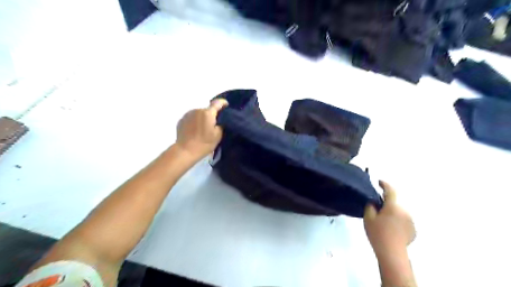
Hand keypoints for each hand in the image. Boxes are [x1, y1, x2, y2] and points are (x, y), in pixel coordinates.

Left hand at [178, 98, 228, 160]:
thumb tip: (221, 119)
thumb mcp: (218, 135)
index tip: (227, 106)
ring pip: (199, 113)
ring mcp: (188, 114)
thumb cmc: (204, 143)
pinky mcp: (181, 120)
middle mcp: (197, 110)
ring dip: (203, 118)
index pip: (218, 103)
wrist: (185, 151)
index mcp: (208, 113)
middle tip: (214, 125)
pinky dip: (195, 122)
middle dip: (212, 115)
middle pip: (208, 109)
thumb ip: (221, 124)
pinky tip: (196, 131)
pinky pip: (192, 118)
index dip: (223, 103)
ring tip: (204, 129)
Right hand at [363, 179, 414, 257]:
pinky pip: (403, 220)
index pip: (390, 190)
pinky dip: (397, 220)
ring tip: (384, 220)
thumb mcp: (368, 218)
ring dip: (392, 212)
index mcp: (393, 206)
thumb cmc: (378, 234)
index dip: (384, 184)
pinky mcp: (413, 229)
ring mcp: (410, 221)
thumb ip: (370, 206)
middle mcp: (404, 211)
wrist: (392, 253)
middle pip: (394, 202)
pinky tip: (391, 229)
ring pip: (399, 211)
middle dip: (386, 203)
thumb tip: (374, 202)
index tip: (379, 182)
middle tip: (377, 208)